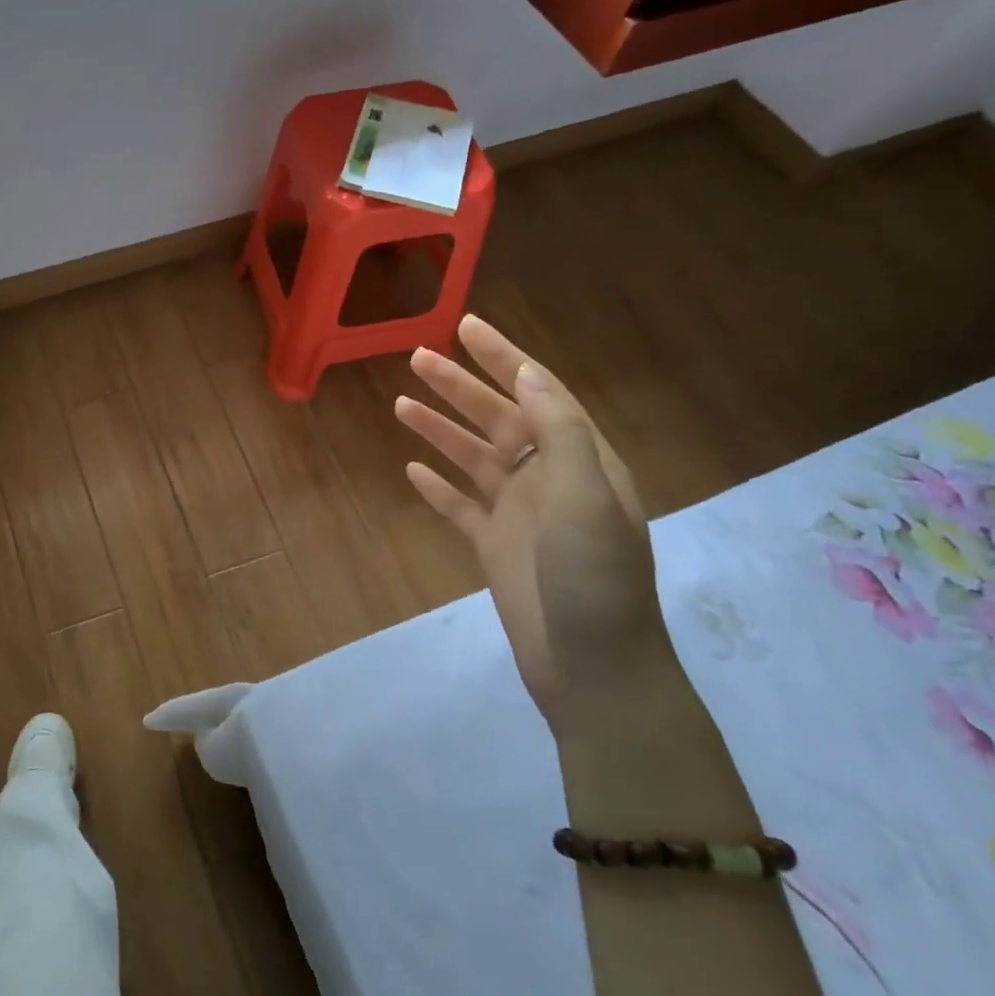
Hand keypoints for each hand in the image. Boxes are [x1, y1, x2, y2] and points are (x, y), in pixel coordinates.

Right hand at [394, 316, 673, 735]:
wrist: (593, 669)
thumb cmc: (594, 580)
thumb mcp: (587, 498)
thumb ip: (559, 432)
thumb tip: (528, 372)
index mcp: (580, 461)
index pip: (538, 392)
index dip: (503, 357)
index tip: (466, 326)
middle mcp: (549, 479)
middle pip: (498, 418)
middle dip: (460, 386)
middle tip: (417, 357)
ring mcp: (519, 514)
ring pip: (473, 458)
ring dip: (440, 429)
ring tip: (400, 403)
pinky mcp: (494, 547)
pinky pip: (459, 506)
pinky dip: (437, 486)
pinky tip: (411, 470)